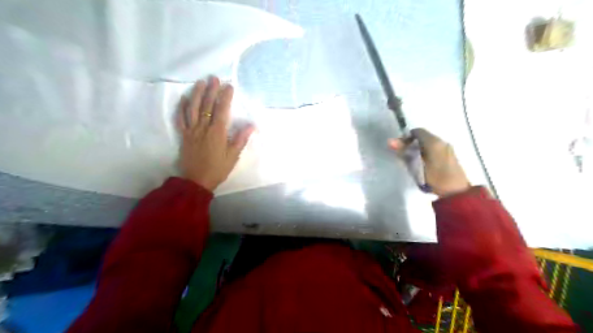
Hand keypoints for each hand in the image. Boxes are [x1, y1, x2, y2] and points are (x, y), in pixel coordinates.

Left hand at [175, 77, 252, 191]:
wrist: (196, 181)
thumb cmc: (217, 169)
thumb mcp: (233, 156)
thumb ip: (240, 139)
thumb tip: (251, 125)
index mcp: (217, 133)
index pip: (222, 110)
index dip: (225, 97)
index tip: (229, 86)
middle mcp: (203, 128)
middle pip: (207, 106)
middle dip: (211, 90)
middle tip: (214, 78)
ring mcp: (192, 131)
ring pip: (193, 108)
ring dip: (197, 94)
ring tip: (201, 82)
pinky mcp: (184, 136)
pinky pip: (181, 119)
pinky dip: (182, 108)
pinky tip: (184, 98)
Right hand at [390, 128, 472, 195]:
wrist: (456, 192)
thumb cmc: (435, 178)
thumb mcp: (416, 166)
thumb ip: (404, 152)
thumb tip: (390, 141)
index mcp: (434, 142)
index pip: (417, 131)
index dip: (406, 137)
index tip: (400, 147)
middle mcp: (442, 141)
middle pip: (423, 137)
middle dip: (412, 144)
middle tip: (404, 155)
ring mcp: (447, 148)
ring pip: (429, 143)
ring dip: (419, 149)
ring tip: (412, 161)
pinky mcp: (450, 156)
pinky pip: (435, 149)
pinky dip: (426, 152)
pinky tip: (423, 164)